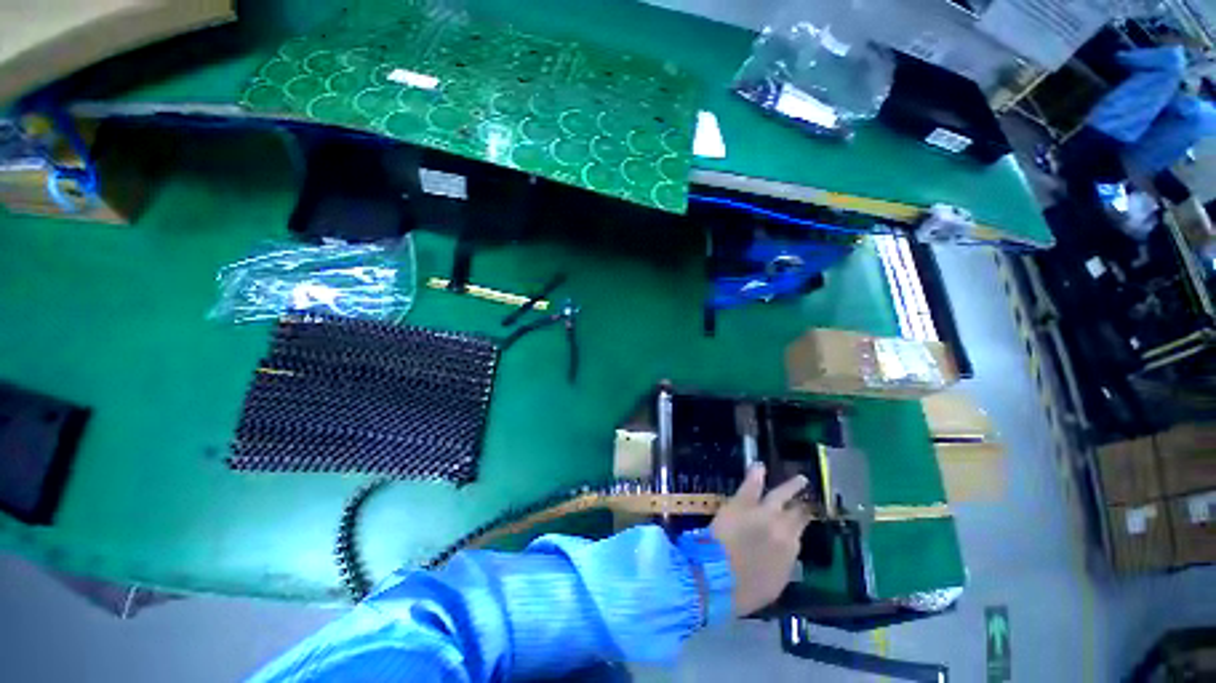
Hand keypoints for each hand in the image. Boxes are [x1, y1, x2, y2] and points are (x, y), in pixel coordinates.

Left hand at [709, 464, 812, 616]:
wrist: (717, 578)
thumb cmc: (744, 590)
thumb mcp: (773, 584)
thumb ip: (782, 564)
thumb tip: (784, 554)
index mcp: (790, 553)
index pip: (799, 535)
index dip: (801, 527)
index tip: (803, 521)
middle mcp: (782, 530)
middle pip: (796, 514)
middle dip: (802, 507)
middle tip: (808, 500)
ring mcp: (762, 513)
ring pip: (780, 495)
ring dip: (791, 487)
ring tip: (801, 478)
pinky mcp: (741, 503)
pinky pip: (751, 486)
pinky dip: (755, 475)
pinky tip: (759, 465)